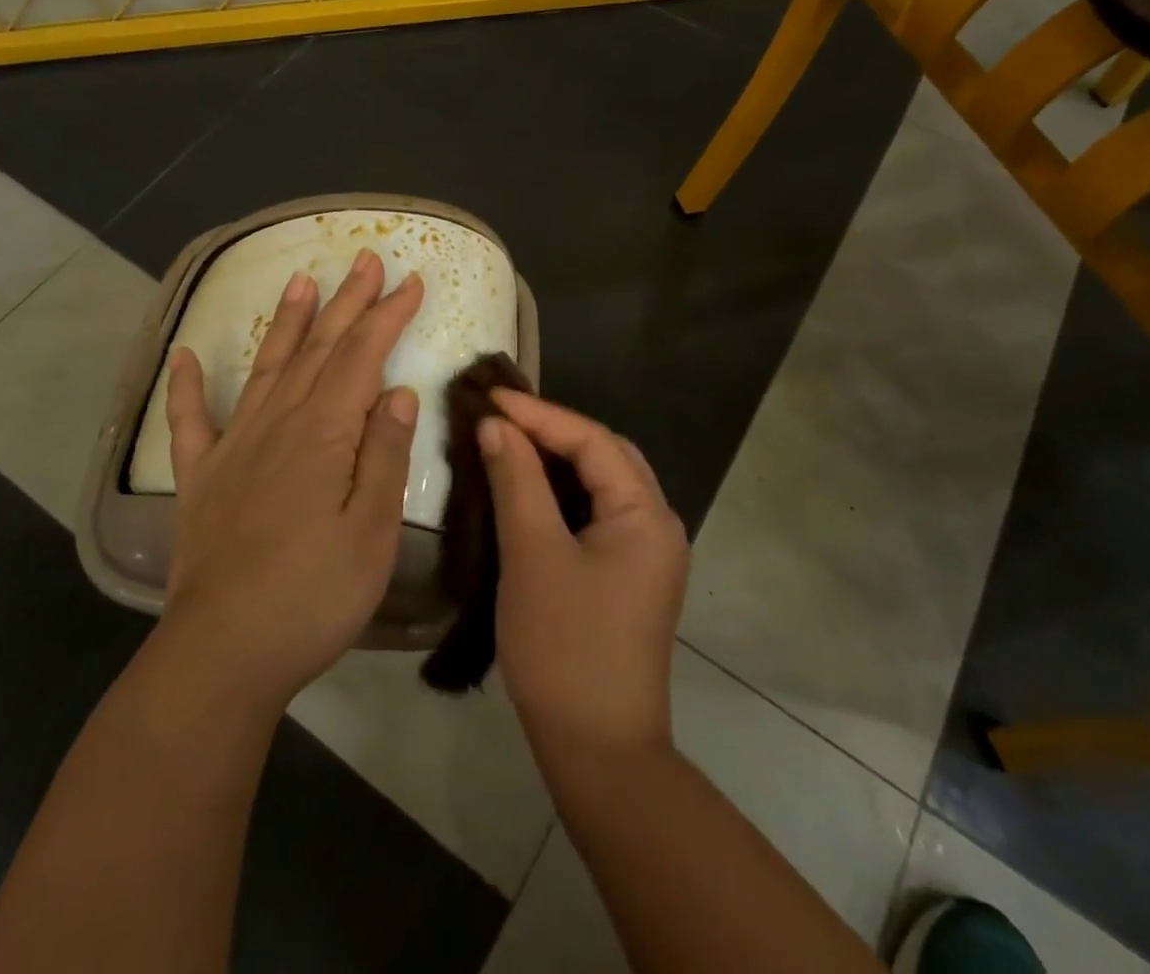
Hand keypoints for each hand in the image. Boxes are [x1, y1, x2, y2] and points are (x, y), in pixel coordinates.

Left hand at [159, 249, 423, 714]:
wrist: (223, 652)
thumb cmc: (314, 595)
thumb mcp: (372, 530)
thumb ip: (384, 455)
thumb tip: (396, 391)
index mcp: (324, 434)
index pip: (363, 356)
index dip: (388, 314)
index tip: (411, 280)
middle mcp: (278, 424)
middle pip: (319, 348)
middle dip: (347, 301)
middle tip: (365, 258)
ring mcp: (234, 447)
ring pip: (267, 367)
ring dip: (286, 322)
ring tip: (299, 279)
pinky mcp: (201, 477)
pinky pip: (190, 421)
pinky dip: (187, 386)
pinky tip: (185, 356)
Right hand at [480, 393, 688, 758]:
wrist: (598, 752)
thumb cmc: (564, 647)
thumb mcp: (532, 555)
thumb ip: (517, 480)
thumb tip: (497, 426)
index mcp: (646, 514)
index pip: (593, 441)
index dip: (540, 414)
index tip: (491, 397)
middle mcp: (658, 524)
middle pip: (605, 455)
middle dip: (554, 430)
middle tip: (502, 417)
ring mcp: (647, 552)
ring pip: (602, 483)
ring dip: (559, 459)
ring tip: (511, 441)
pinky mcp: (630, 574)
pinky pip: (597, 511)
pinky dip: (564, 491)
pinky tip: (530, 489)